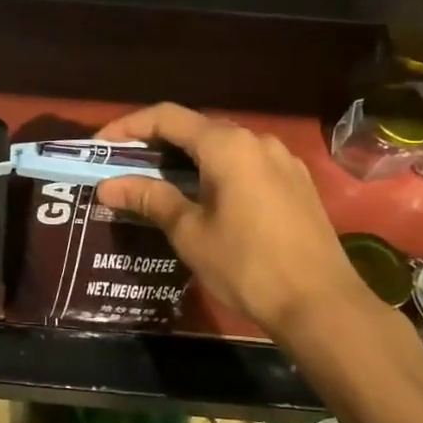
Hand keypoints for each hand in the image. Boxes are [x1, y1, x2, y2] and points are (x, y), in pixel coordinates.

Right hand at [93, 103, 375, 336]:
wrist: (321, 304)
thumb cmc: (247, 265)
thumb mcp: (189, 232)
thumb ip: (149, 198)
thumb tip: (108, 185)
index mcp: (228, 145)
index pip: (167, 117)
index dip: (128, 126)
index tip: (100, 147)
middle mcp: (257, 141)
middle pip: (195, 127)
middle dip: (156, 142)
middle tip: (124, 166)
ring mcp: (283, 160)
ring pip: (222, 146)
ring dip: (186, 158)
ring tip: (159, 182)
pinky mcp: (296, 183)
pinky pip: (246, 163)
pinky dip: (215, 170)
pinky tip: (204, 197)